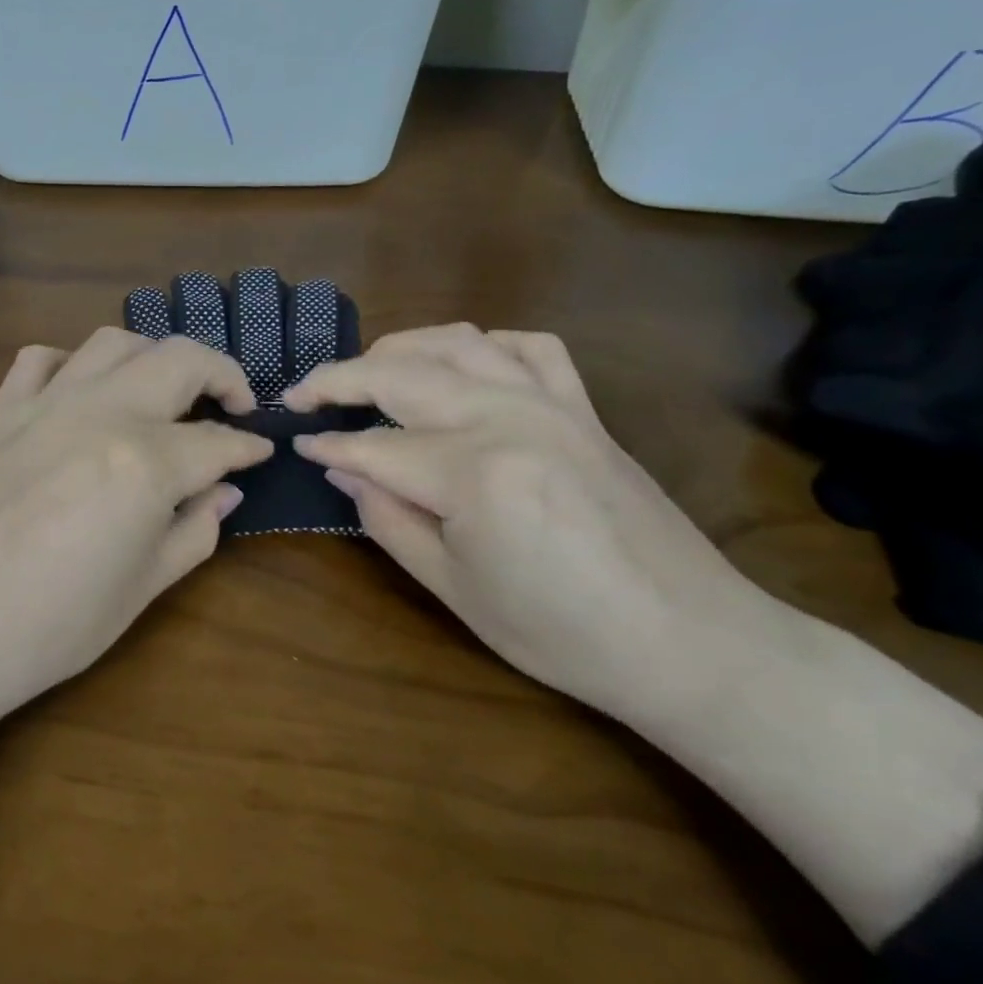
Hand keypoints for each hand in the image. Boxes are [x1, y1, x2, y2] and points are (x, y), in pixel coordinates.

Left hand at [0, 328, 272, 727]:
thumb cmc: (49, 628)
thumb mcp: (141, 590)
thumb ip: (193, 531)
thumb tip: (224, 492)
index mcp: (145, 462)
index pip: (217, 442)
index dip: (248, 447)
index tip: (263, 452)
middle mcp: (101, 413)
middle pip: (180, 360)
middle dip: (222, 374)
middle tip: (235, 404)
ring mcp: (45, 404)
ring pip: (114, 342)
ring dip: (153, 357)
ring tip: (164, 393)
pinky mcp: (2, 412)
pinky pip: (42, 360)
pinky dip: (73, 364)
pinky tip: (83, 394)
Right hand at [284, 324, 761, 721]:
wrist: (688, 641)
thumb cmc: (560, 632)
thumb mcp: (454, 589)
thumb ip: (388, 519)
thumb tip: (341, 469)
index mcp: (472, 472)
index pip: (373, 446)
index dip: (326, 444)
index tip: (293, 441)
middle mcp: (507, 417)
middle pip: (402, 374)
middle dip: (340, 378)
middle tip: (303, 395)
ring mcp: (550, 403)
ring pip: (457, 342)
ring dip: (400, 348)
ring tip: (367, 372)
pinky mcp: (583, 407)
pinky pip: (528, 347)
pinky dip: (483, 345)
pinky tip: (461, 364)